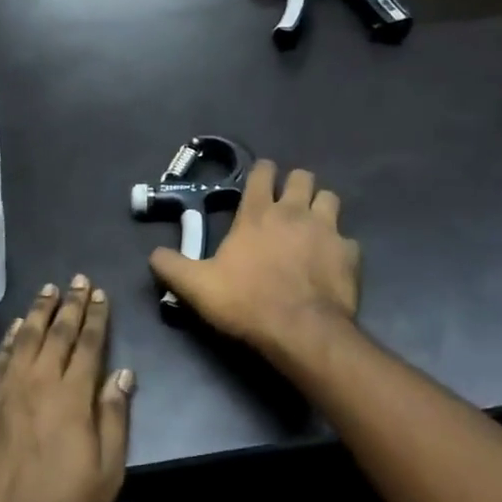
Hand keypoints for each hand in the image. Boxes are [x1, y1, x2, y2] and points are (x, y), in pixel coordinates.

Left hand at [0, 278, 134, 501]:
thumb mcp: (107, 473)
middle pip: (56, 334)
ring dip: (38, 313)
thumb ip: (114, 417)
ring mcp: (4, 395)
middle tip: (77, 280)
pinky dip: (8, 341)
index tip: (99, 293)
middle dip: (69, 305)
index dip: (95, 317)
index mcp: (71, 398)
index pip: (87, 345)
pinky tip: (15, 329)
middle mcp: (37, 385)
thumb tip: (122, 373)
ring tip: (48, 290)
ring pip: (24, 341)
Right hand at [149, 161, 359, 361]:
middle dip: (296, 184)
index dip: (262, 171)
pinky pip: (348, 240)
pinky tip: (332, 261)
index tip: (261, 179)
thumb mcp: (197, 287)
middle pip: (303, 177)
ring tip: (313, 224)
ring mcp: (327, 230)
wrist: (300, 331)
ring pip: (330, 198)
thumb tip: (152, 254)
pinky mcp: (349, 253)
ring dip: (321, 207)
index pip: (263, 173)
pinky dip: (340, 247)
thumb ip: (171, 267)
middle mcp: (294, 212)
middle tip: (287, 203)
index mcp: (258, 213)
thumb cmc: (246, 302)